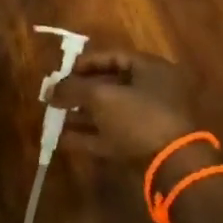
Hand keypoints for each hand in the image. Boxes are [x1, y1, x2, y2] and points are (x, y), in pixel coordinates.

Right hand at [50, 49, 209, 178]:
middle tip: (56, 95)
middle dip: (80, 91)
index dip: (85, 62)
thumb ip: (72, 89)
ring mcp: (149, 120)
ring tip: (54, 117)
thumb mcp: (100, 96)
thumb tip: (49, 90)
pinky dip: (89, 136)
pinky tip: (63, 139)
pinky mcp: (143, 145)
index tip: (62, 72)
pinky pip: (111, 135)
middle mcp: (153, 91)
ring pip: (109, 112)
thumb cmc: (139, 117)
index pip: (113, 57)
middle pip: (109, 85)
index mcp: (151, 70)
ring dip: (81, 115)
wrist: (173, 165)